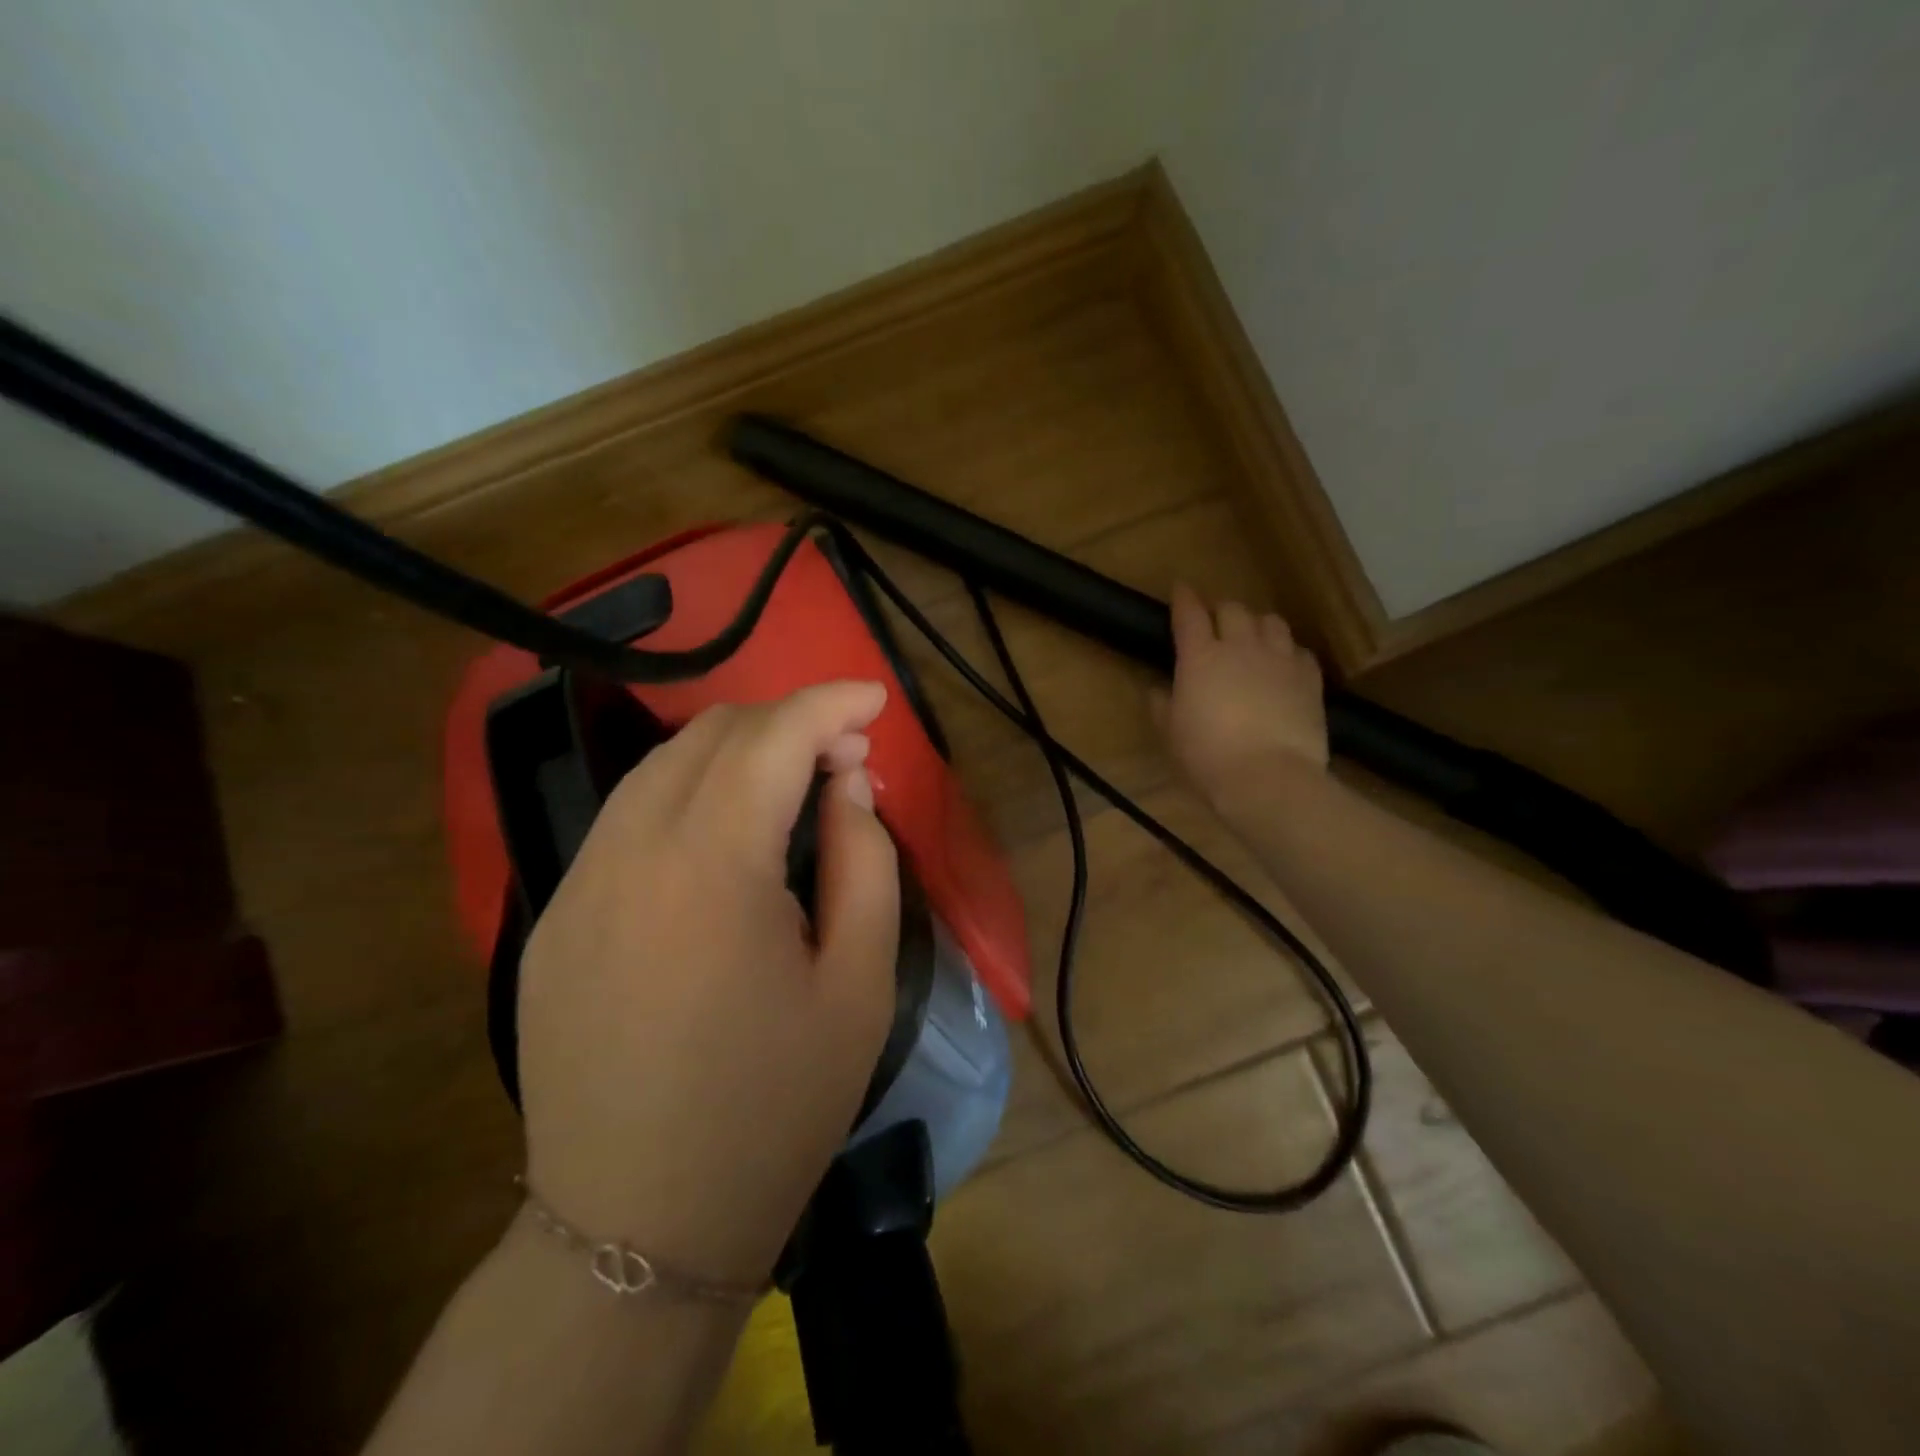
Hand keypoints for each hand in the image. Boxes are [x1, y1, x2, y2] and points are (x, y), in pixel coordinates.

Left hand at [515, 682, 898, 1283]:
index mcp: (710, 867)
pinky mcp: (553, 918)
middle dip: (787, 723)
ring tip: (793, 785)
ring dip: (736, 753)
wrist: (636, 1232)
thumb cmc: (773, 1109)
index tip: (875, 697)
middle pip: (712, 736)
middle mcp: (627, 853)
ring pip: (661, 767)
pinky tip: (725, 835)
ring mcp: (576, 883)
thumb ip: (865, 862)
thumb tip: (847, 783)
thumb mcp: (858, 985)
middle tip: (845, 756)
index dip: (829, 702)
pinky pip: (628, 818)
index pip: (772, 738)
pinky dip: (689, 794)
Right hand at [1155, 583, 1327, 806]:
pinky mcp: (1309, 678)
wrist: (1268, 779)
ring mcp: (1279, 659)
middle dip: (1221, 612)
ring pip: (1271, 621)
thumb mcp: (1171, 734)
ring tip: (1253, 639)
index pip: (1190, 613)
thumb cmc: (1207, 757)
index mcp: (1200, 657)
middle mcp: (1241, 647)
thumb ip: (1162, 705)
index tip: (1181, 588)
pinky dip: (1287, 652)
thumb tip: (1159, 690)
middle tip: (1215, 625)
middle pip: (1233, 609)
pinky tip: (1282, 666)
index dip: (1184, 598)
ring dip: (1257, 625)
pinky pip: (1299, 650)